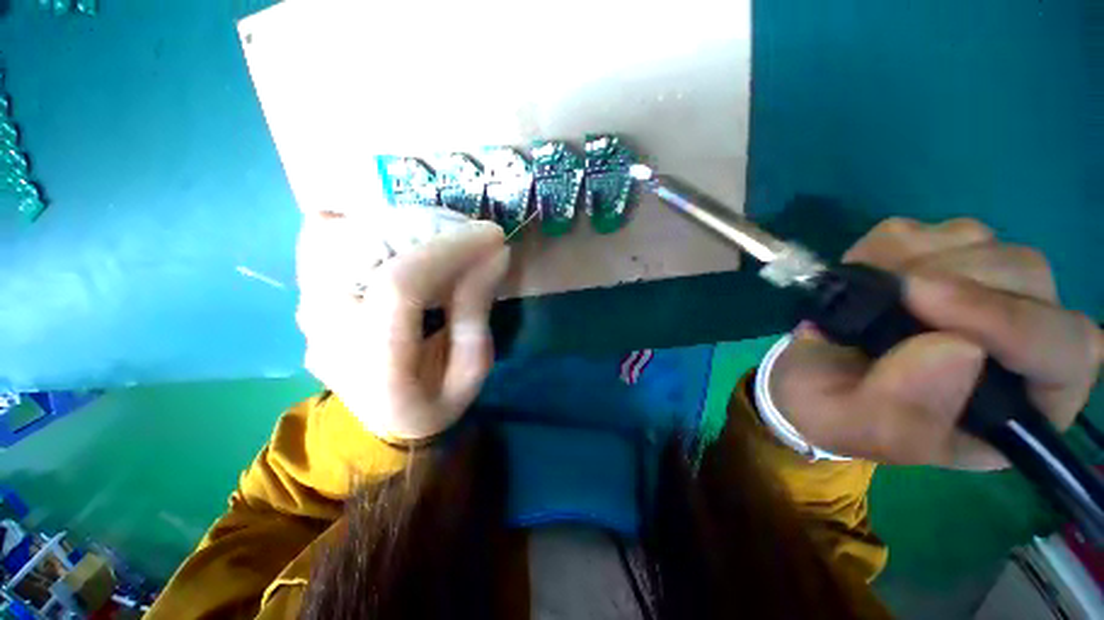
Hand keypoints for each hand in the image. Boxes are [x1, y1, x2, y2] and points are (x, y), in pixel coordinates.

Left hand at [296, 209, 509, 440]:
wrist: (385, 422)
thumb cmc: (434, 402)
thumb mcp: (471, 371)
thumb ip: (475, 313)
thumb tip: (494, 256)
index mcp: (374, 362)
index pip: (401, 285)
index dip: (449, 251)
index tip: (491, 235)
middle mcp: (327, 330)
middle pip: (366, 248)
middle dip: (429, 230)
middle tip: (470, 235)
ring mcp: (308, 310)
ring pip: (342, 236)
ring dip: (400, 226)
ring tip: (442, 237)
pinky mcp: (308, 297)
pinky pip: (325, 242)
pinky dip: (367, 228)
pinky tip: (400, 239)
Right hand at [771, 218, 1101, 469]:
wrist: (803, 374)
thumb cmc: (833, 411)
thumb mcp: (852, 427)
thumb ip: (900, 412)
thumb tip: (956, 350)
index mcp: (1017, 406)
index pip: (1062, 351)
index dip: (1009, 322)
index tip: (924, 301)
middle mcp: (1017, 341)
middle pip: (1028, 279)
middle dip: (956, 281)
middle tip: (890, 294)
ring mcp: (982, 289)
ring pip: (984, 243)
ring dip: (916, 261)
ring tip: (867, 295)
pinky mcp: (941, 258)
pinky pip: (929, 230)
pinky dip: (888, 247)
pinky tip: (865, 278)